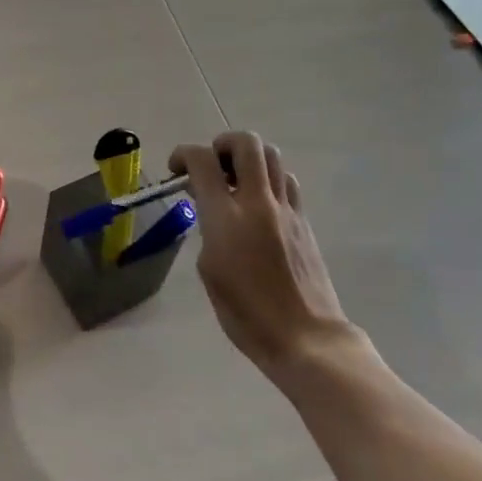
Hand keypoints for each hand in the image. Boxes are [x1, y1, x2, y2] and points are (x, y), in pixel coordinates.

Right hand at [170, 132, 359, 388]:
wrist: (305, 337)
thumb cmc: (246, 313)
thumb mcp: (209, 270)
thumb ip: (207, 229)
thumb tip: (211, 210)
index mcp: (226, 216)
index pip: (203, 161)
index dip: (184, 154)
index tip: (176, 168)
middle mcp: (257, 202)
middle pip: (245, 143)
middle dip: (222, 144)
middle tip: (212, 165)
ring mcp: (286, 209)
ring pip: (272, 155)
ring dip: (249, 158)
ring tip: (236, 180)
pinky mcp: (304, 221)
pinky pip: (287, 181)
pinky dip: (269, 179)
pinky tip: (259, 204)